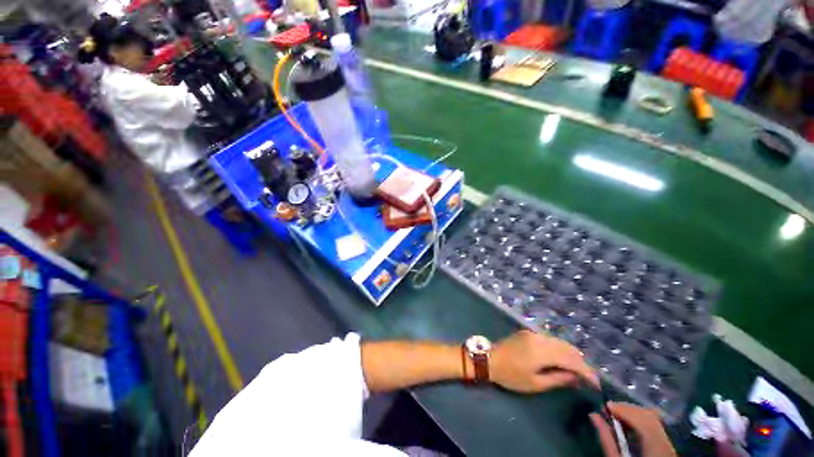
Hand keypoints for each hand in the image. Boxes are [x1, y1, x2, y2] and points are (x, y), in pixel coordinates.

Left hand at [489, 330, 597, 392]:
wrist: (488, 359)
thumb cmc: (510, 375)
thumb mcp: (535, 383)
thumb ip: (558, 379)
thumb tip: (576, 377)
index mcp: (542, 351)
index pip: (571, 359)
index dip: (586, 371)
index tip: (596, 383)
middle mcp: (539, 338)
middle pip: (567, 347)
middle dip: (580, 362)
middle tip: (588, 377)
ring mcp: (532, 333)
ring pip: (559, 341)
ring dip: (570, 354)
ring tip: (577, 369)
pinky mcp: (527, 333)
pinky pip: (549, 339)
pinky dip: (559, 348)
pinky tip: (561, 358)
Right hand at [590, 402, 675, 456]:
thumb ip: (606, 439)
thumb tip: (593, 415)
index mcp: (655, 448)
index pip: (642, 421)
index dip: (624, 410)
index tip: (606, 405)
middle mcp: (666, 443)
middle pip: (649, 416)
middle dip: (627, 409)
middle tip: (608, 408)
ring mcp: (668, 444)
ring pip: (653, 419)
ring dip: (632, 413)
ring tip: (615, 414)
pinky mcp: (666, 445)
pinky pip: (654, 426)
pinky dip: (639, 420)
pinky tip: (627, 423)